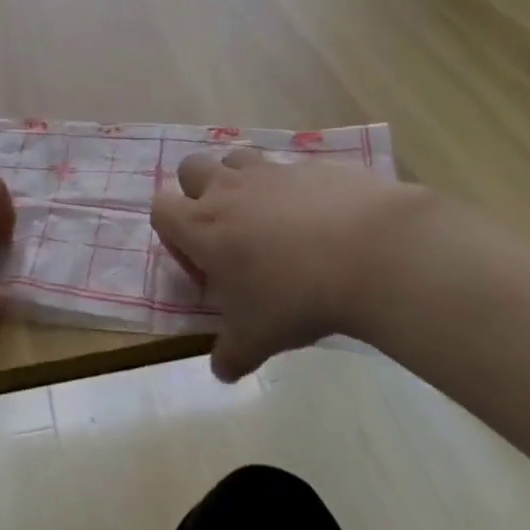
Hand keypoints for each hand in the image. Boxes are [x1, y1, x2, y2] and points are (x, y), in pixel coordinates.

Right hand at [151, 149, 428, 381]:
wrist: (369, 254)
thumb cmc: (295, 297)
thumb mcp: (257, 339)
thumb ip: (231, 354)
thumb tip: (221, 370)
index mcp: (202, 226)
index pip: (160, 207)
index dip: (171, 230)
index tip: (199, 259)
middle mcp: (229, 189)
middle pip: (191, 168)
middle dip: (199, 191)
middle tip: (227, 229)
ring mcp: (271, 171)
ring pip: (237, 159)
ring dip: (242, 182)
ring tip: (270, 219)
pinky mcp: (313, 165)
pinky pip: (291, 169)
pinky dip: (295, 190)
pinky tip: (321, 220)